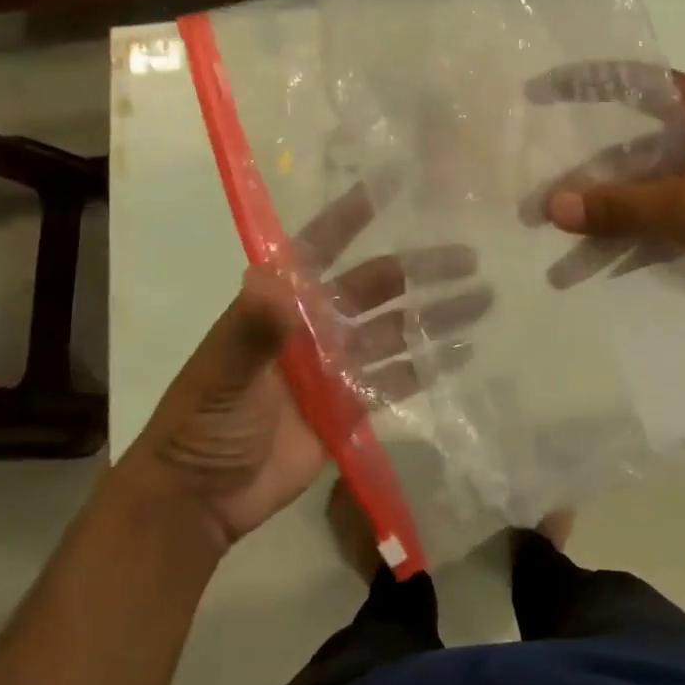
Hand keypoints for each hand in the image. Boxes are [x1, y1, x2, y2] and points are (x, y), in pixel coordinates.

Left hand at [128, 179, 488, 548]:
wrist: (202, 498)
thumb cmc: (205, 424)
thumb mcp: (222, 374)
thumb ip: (251, 331)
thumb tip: (271, 279)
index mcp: (282, 304)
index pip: (321, 246)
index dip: (353, 215)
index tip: (393, 185)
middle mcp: (316, 325)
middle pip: (376, 286)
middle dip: (421, 269)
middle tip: (470, 256)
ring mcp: (336, 365)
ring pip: (396, 330)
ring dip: (435, 315)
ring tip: (482, 299)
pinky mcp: (351, 405)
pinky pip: (396, 378)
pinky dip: (428, 366)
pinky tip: (462, 352)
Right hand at [527, 63, 684, 314]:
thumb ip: (620, 206)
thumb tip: (550, 207)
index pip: (637, 83)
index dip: (587, 84)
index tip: (540, 94)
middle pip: (631, 137)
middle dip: (584, 158)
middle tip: (534, 168)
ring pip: (638, 182)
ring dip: (600, 202)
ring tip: (549, 220)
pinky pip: (652, 216)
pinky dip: (623, 231)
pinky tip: (585, 251)